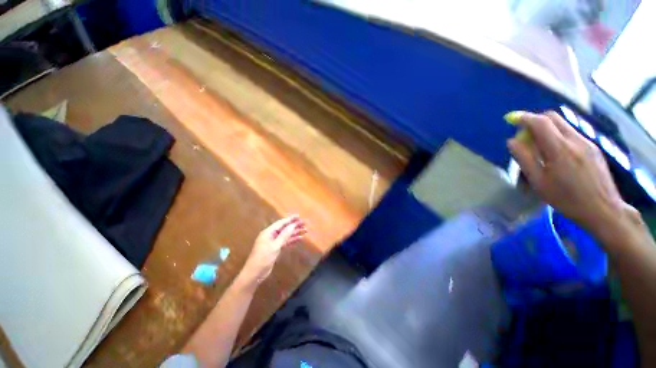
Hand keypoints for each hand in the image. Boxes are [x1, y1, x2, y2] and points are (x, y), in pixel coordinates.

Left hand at [242, 215, 306, 283]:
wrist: (254, 274)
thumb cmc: (263, 258)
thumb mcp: (275, 246)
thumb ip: (284, 235)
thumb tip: (292, 225)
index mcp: (268, 232)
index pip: (281, 223)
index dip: (290, 219)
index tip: (299, 216)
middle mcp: (271, 235)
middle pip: (284, 228)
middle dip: (294, 226)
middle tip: (305, 223)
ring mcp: (273, 242)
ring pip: (286, 235)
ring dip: (295, 233)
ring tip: (305, 230)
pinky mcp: (275, 249)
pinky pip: (285, 242)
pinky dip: (292, 240)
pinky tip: (300, 239)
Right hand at [507, 111, 633, 240]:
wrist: (604, 209)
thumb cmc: (567, 199)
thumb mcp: (539, 182)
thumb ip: (524, 158)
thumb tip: (512, 142)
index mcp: (560, 149)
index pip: (540, 122)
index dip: (523, 118)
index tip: (511, 119)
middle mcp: (575, 140)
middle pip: (553, 117)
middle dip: (535, 121)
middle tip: (525, 135)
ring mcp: (587, 142)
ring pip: (563, 125)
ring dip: (547, 129)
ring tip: (539, 147)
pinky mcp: (593, 148)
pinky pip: (571, 134)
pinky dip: (558, 136)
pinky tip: (555, 153)